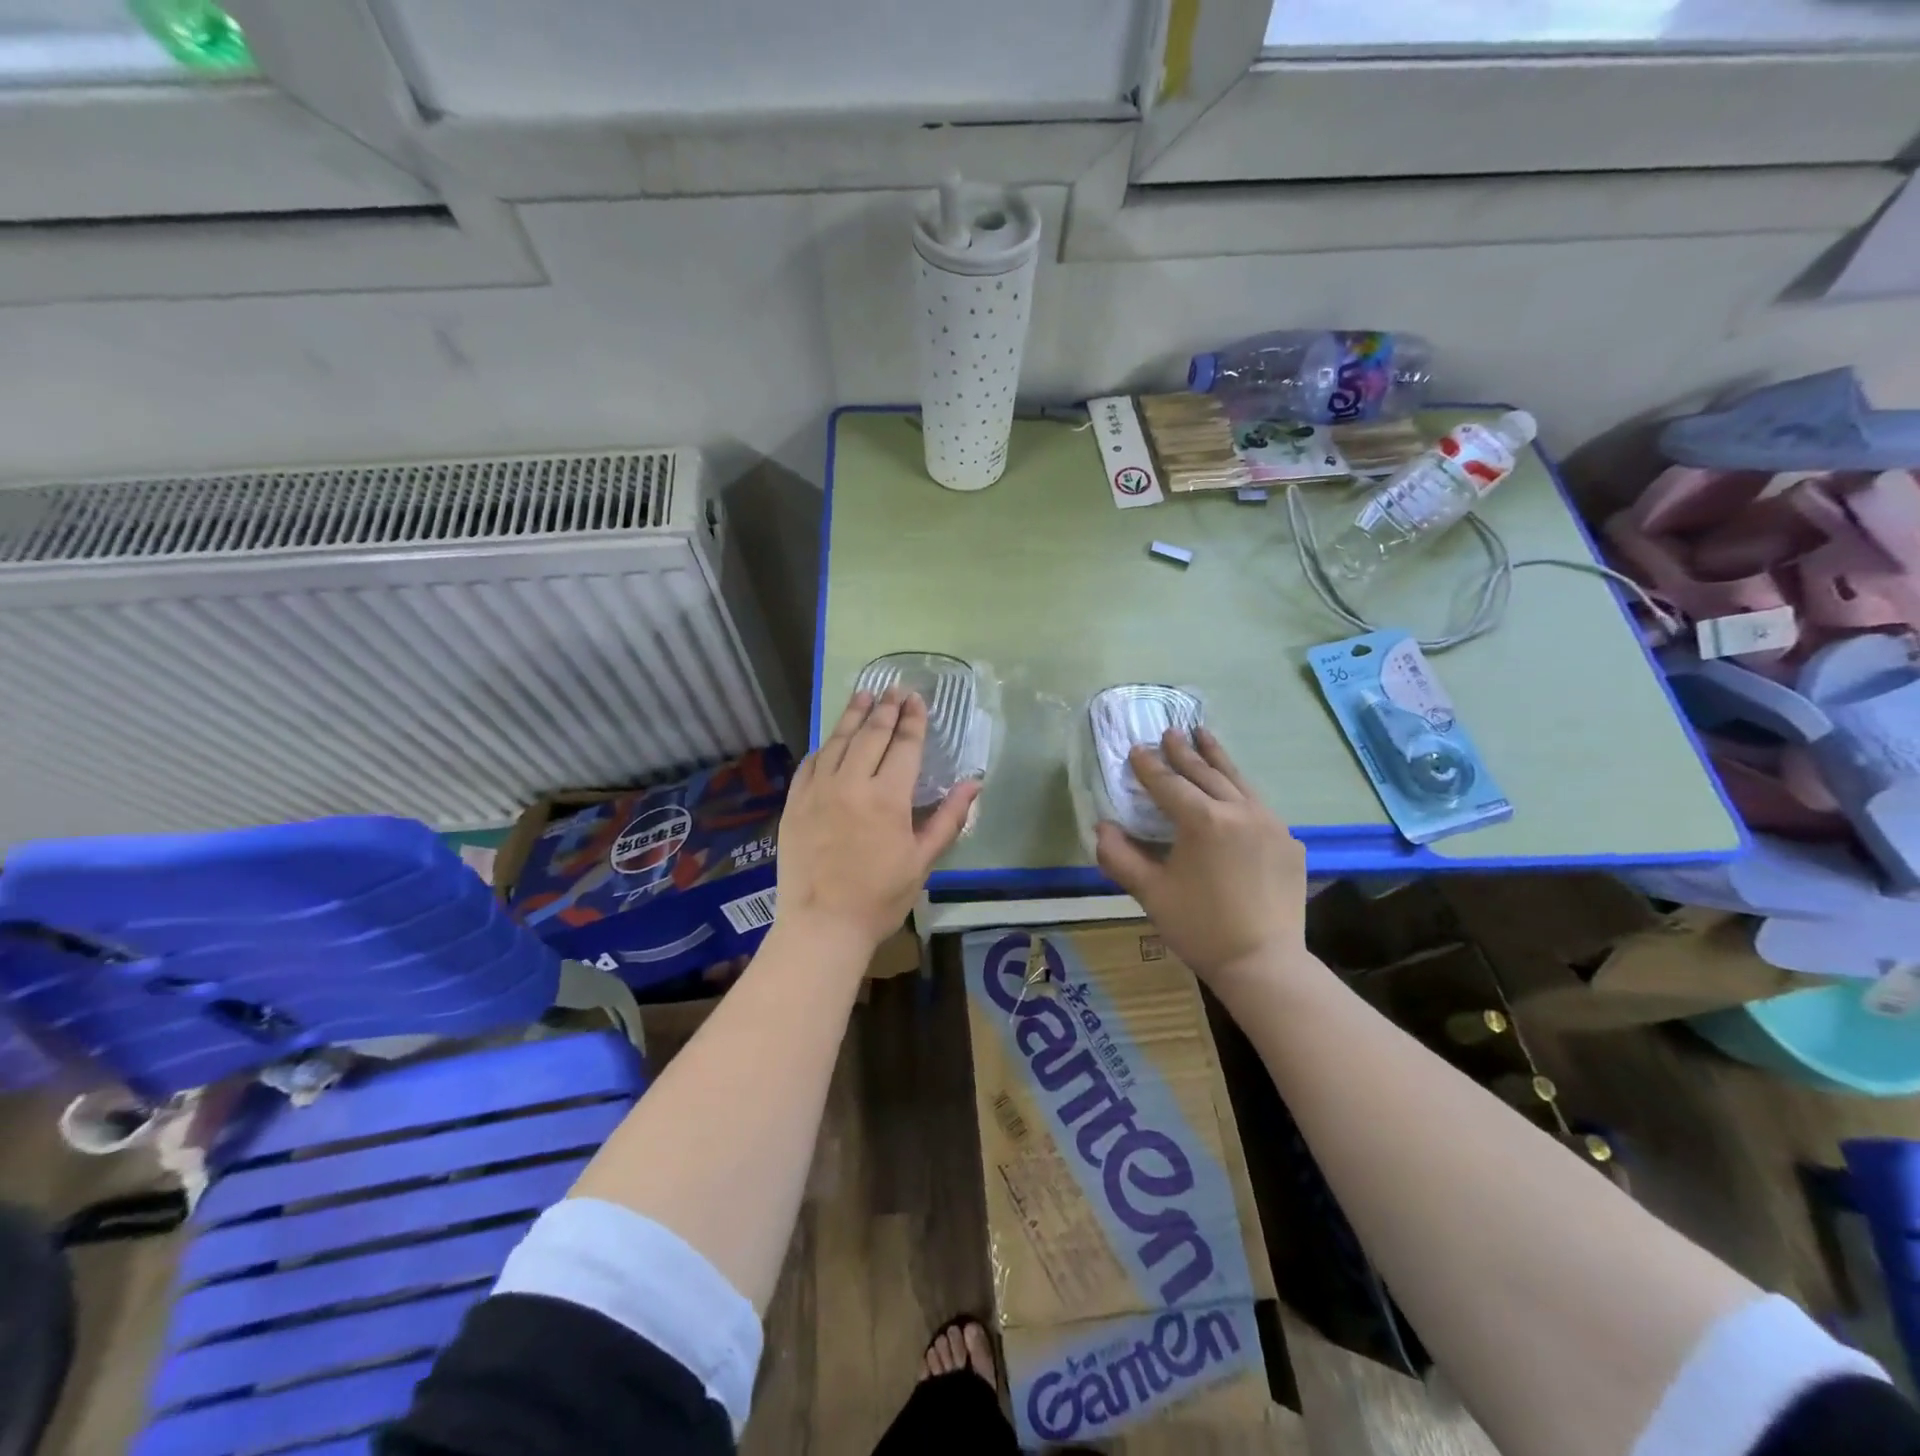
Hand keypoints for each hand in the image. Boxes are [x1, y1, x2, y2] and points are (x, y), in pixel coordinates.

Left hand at [776, 687, 979, 951]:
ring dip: (853, 715)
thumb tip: (974, 784)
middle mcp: (851, 783)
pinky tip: (832, 739)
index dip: (912, 719)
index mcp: (887, 797)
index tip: (917, 699)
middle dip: (886, 708)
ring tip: (864, 695)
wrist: (822, 925)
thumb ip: (948, 818)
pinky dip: (825, 746)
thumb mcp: (922, 861)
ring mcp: (818, 790)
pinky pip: (811, 763)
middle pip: (871, 734)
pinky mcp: (795, 802)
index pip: (904, 745)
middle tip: (894, 689)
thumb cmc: (880, 897)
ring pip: (838, 741)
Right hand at [1095, 727, 1307, 995]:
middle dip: (1185, 751)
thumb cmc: (1200, 928)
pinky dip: (1241, 791)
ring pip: (1239, 781)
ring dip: (1217, 758)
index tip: (1136, 749)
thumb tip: (1102, 828)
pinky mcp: (1289, 843)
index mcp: (1203, 820)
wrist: (1264, 964)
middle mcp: (1240, 811)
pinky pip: (1260, 806)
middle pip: (1206, 773)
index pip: (1169, 784)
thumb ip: (1120, 856)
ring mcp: (1271, 824)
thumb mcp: (1150, 893)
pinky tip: (1235, 792)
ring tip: (1204, 735)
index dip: (1149, 766)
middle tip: (1170, 732)